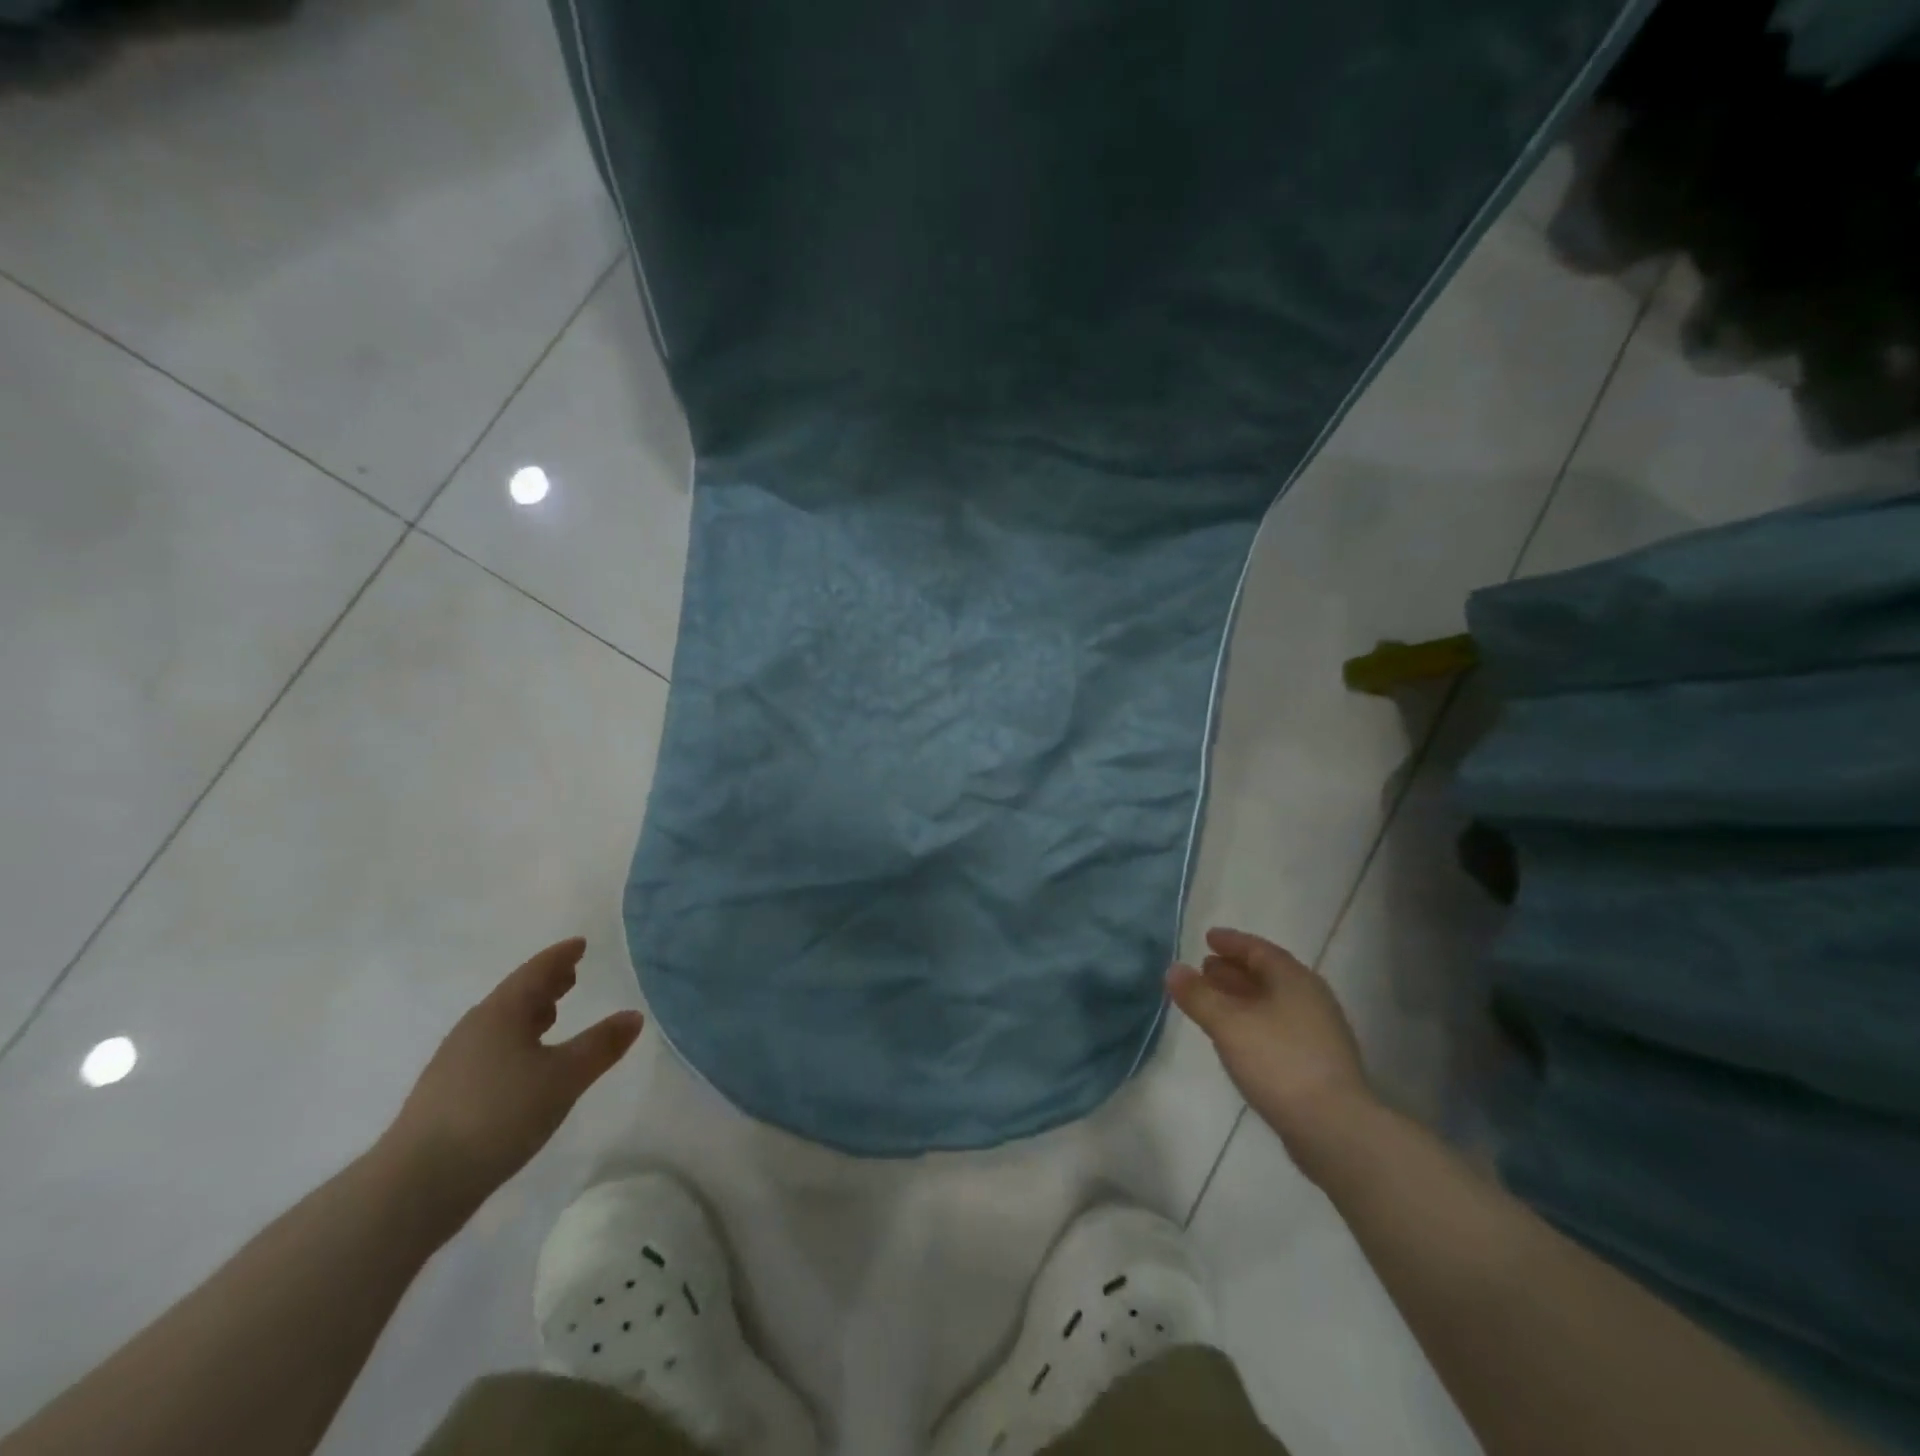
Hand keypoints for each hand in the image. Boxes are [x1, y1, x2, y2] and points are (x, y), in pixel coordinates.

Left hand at [379, 939, 643, 1218]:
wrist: (415, 1186)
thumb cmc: (498, 1115)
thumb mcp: (564, 1078)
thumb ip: (601, 1045)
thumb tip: (634, 1016)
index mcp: (501, 1014)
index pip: (536, 972)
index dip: (561, 957)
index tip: (580, 945)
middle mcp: (474, 1029)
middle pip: (515, 995)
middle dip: (545, 984)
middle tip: (571, 975)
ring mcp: (454, 1063)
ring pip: (500, 1024)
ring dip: (528, 1014)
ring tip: (552, 1015)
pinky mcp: (444, 1096)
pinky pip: (489, 1051)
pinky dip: (514, 1043)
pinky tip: (524, 1065)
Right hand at [1168, 927, 1375, 1166]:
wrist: (1335, 1129)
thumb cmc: (1279, 1062)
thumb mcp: (1228, 1024)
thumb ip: (1198, 996)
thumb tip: (1173, 969)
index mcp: (1294, 980)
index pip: (1259, 949)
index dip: (1231, 942)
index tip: (1207, 938)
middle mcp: (1311, 999)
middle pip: (1268, 975)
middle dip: (1234, 970)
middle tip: (1205, 968)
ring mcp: (1319, 1033)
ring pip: (1273, 1003)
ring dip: (1242, 997)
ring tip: (1213, 1001)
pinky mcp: (1318, 1063)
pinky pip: (1279, 1027)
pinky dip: (1253, 1021)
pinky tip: (1237, 1037)